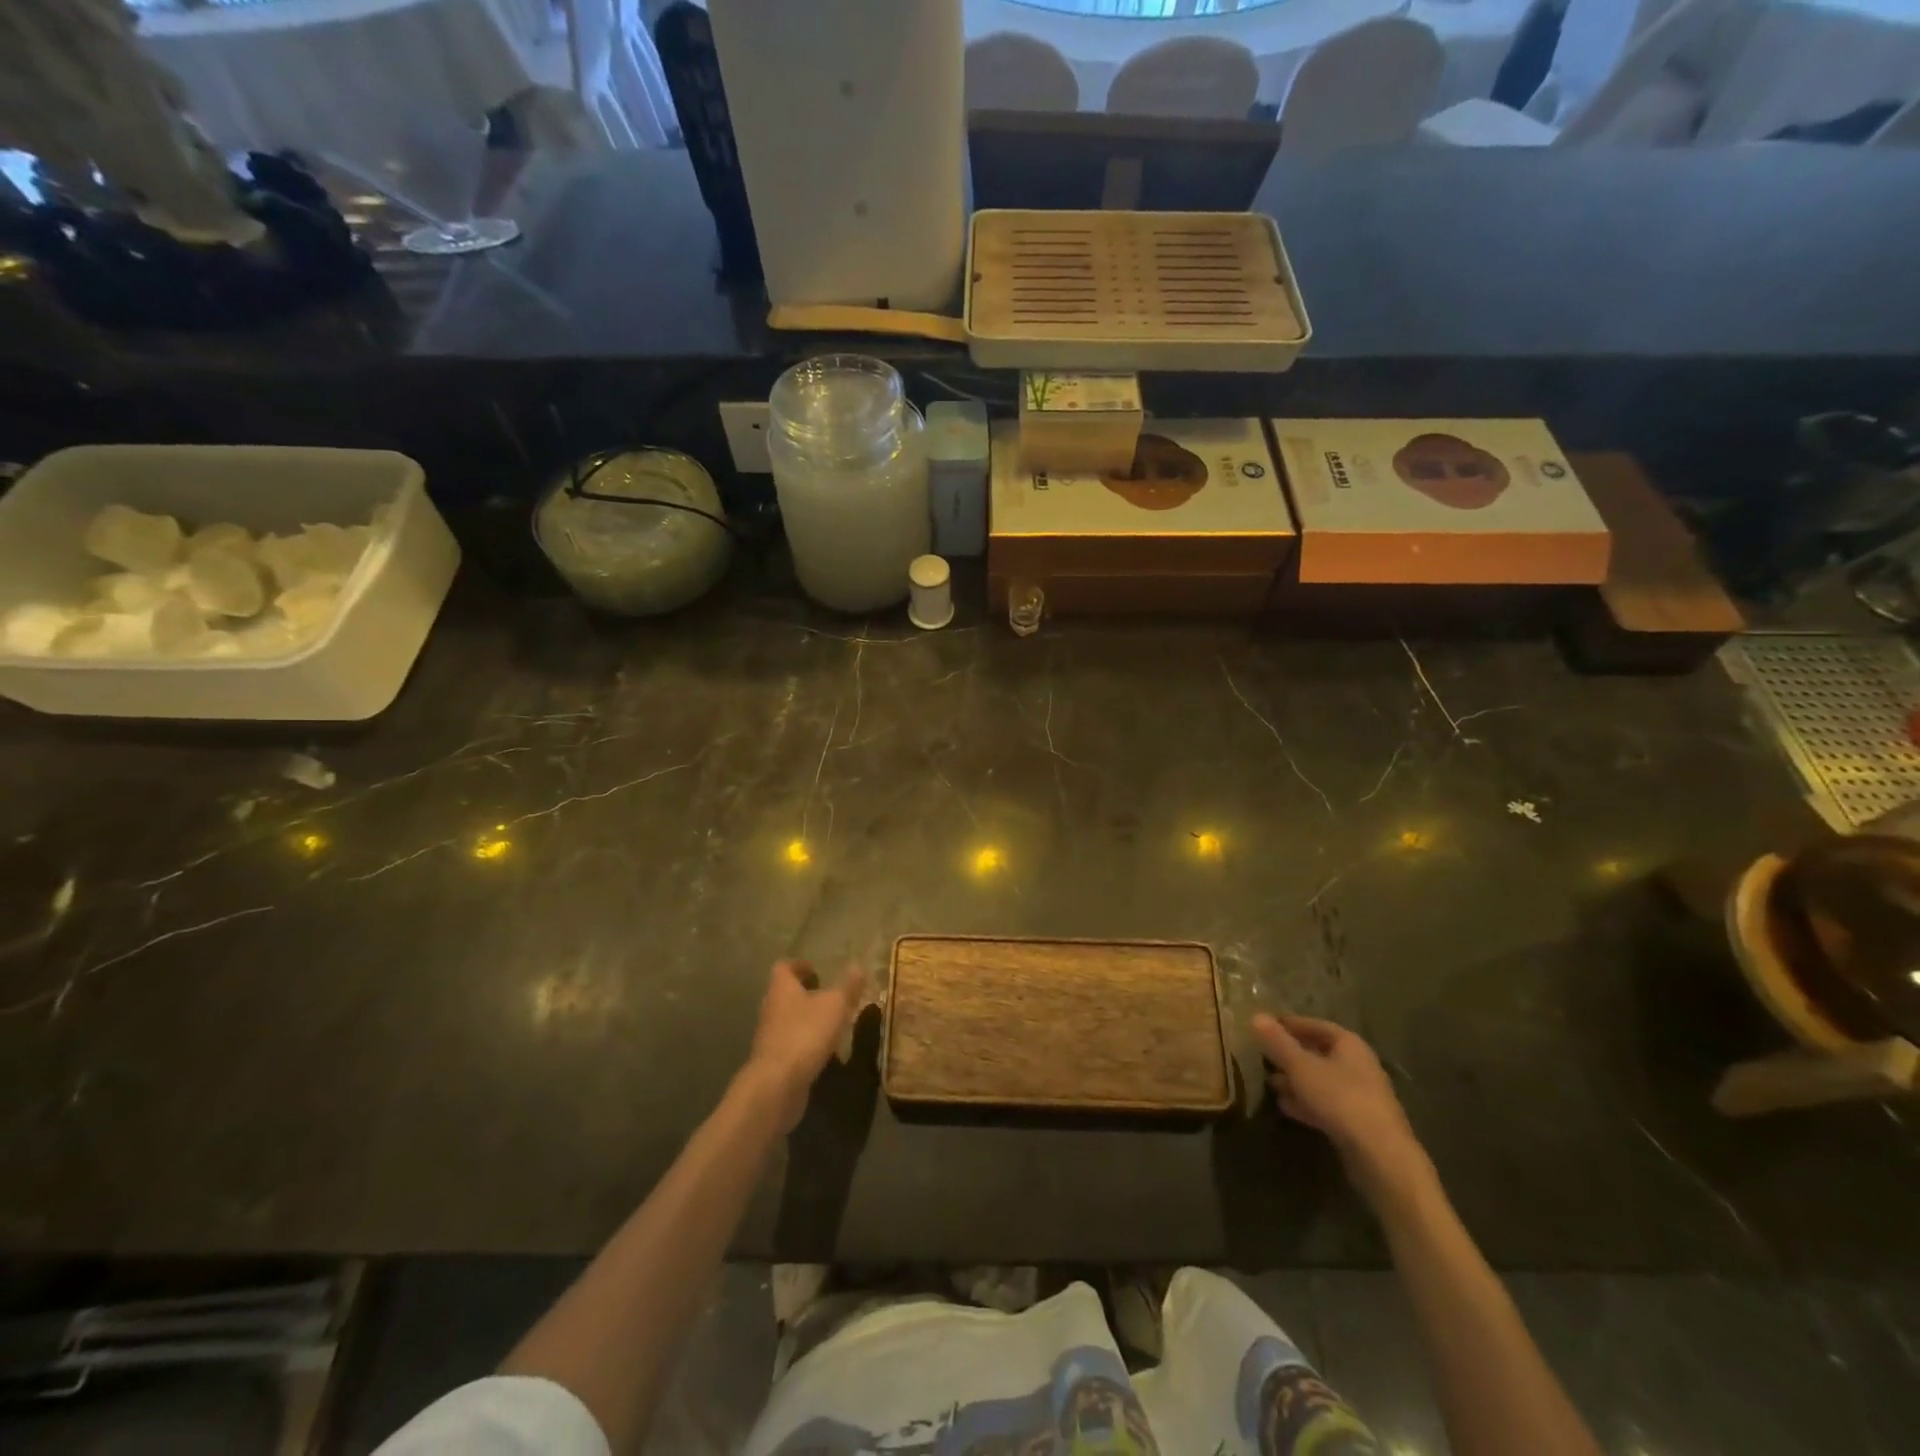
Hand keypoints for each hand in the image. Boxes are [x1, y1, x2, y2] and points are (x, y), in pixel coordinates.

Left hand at [744, 960, 865, 1130]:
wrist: (777, 1084)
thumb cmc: (805, 1034)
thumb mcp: (835, 1005)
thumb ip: (848, 986)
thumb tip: (858, 965)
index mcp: (781, 988)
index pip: (784, 967)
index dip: (799, 965)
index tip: (816, 968)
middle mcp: (771, 1008)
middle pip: (785, 994)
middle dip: (805, 993)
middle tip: (828, 994)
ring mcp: (770, 1036)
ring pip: (788, 1019)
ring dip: (806, 1019)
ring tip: (831, 1022)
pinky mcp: (774, 1061)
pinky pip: (791, 1044)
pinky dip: (805, 1042)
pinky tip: (823, 1050)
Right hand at [1251, 1012, 1431, 1209]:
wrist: (1381, 1156)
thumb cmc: (1340, 1099)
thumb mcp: (1301, 1066)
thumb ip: (1278, 1043)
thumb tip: (1256, 1016)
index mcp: (1349, 1045)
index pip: (1316, 1025)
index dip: (1290, 1024)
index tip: (1266, 1027)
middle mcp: (1358, 1066)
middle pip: (1319, 1053)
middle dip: (1290, 1054)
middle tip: (1263, 1056)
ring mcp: (1360, 1096)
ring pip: (1321, 1081)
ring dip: (1296, 1080)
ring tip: (1269, 1083)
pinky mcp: (1358, 1123)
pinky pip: (1326, 1104)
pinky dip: (1306, 1102)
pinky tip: (1285, 1107)